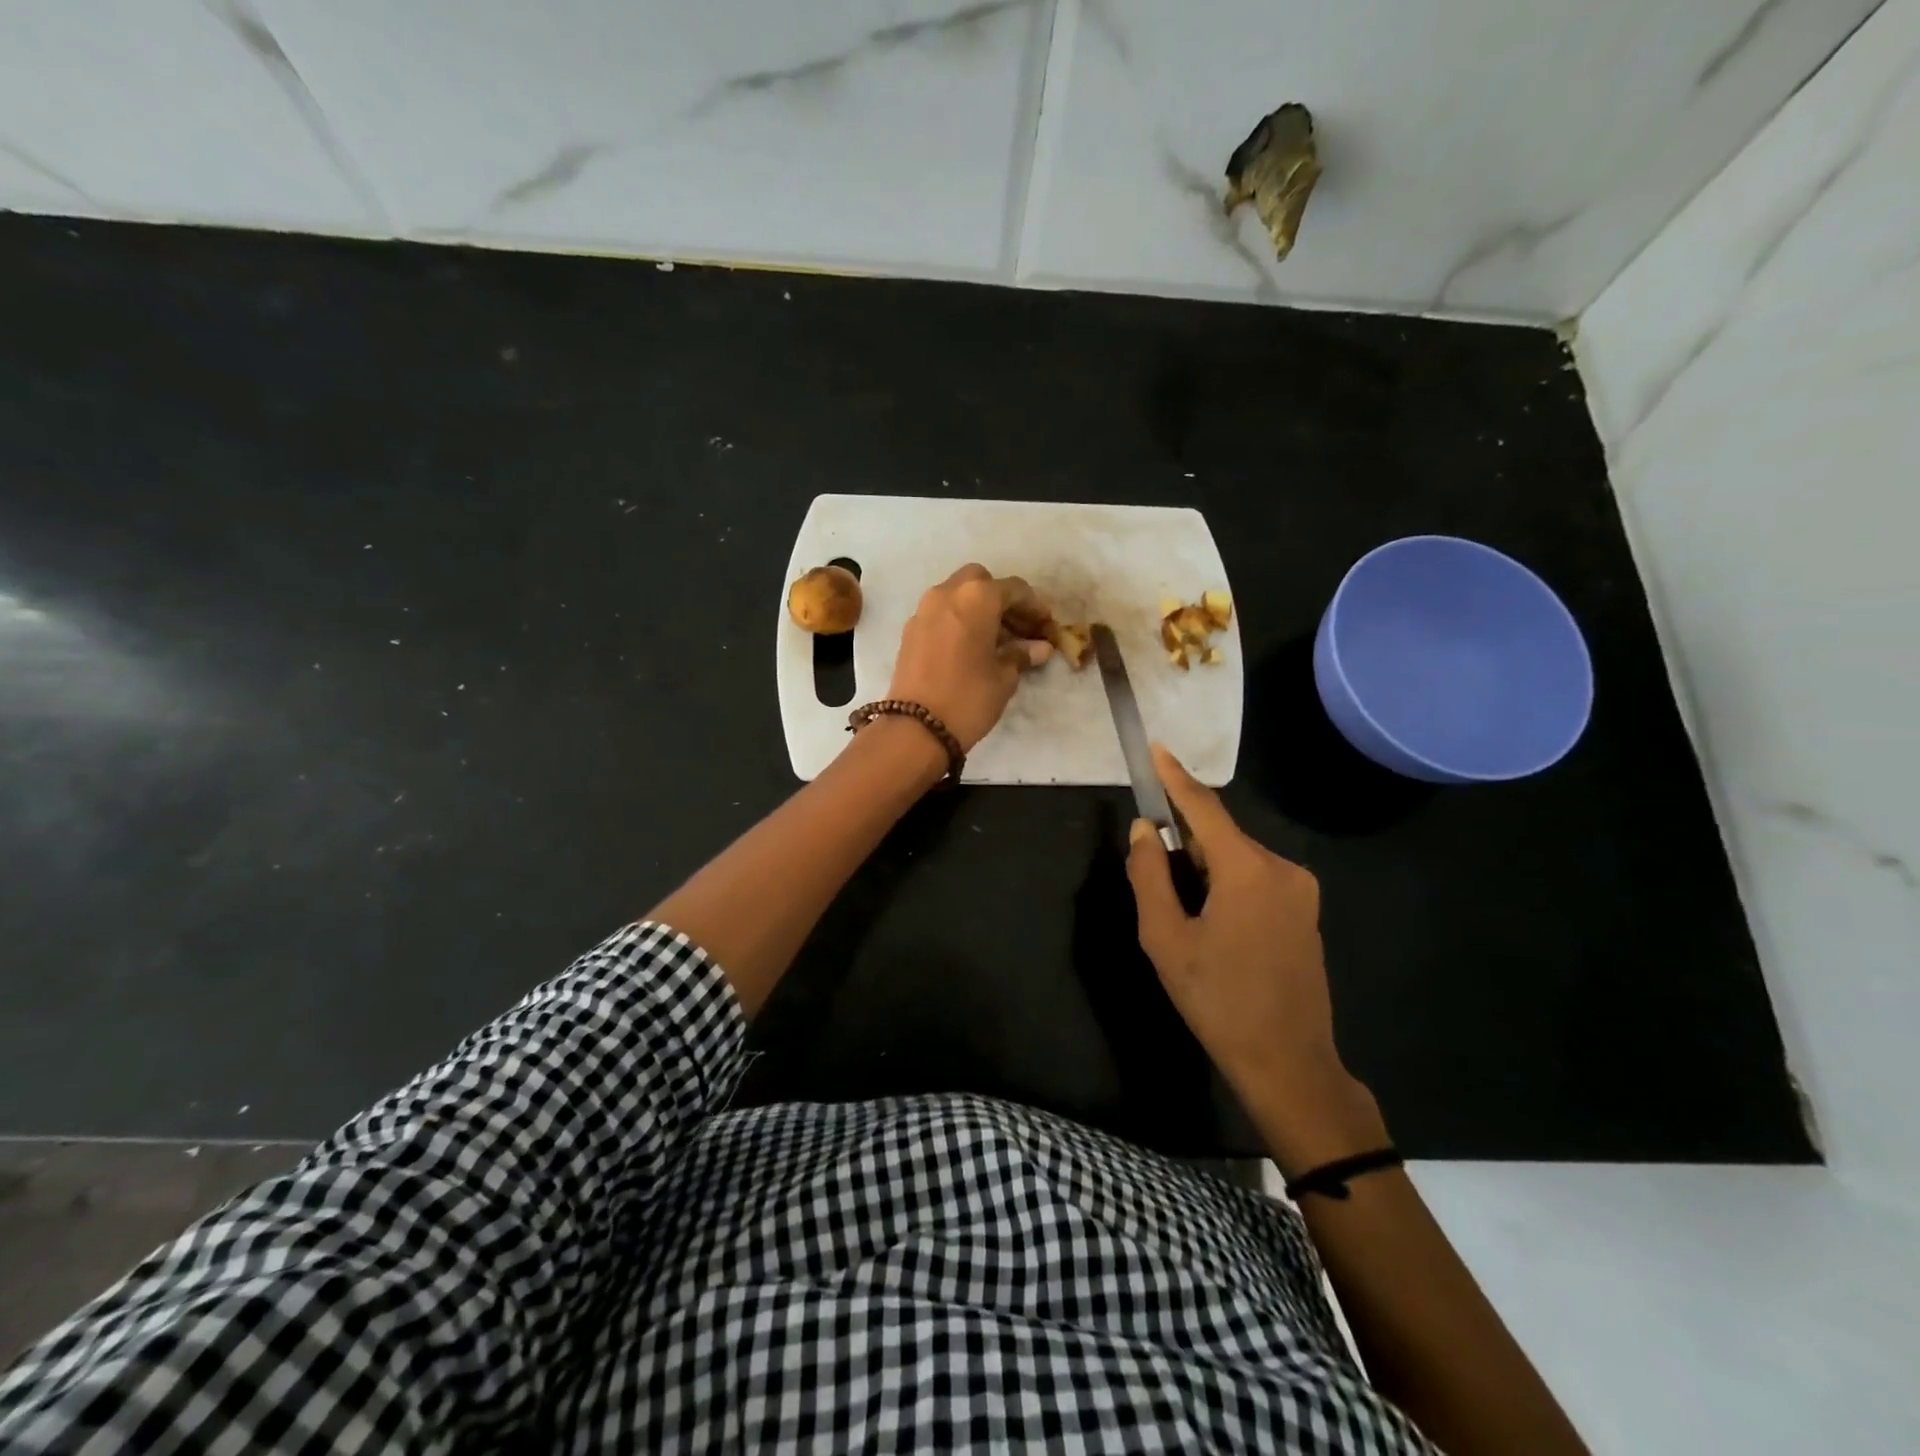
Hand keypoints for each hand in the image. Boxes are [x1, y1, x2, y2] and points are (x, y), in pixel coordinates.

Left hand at [887, 564, 1053, 751]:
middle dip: (1001, 599)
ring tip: (997, 640)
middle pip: (980, 581)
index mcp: (977, 597)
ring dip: (978, 609)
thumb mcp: (1004, 677)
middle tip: (1018, 626)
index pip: (1014, 589)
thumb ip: (1021, 654)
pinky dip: (958, 620)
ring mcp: (924, 610)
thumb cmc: (968, 697)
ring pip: (957, 594)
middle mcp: (947, 593)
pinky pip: (941, 613)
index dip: (1034, 606)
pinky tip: (970, 647)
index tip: (1045, 625)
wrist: (916, 727)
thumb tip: (1039, 647)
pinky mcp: (910, 630)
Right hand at [1127, 743, 1385, 1169]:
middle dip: (1184, 843)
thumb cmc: (1217, 1001)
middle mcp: (1282, 868)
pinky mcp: (1306, 911)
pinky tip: (1212, 924)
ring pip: (1237, 858)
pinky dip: (1226, 883)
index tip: (1155, 748)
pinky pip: (1256, 878)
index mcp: (1247, 870)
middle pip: (1220, 836)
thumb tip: (1145, 829)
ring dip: (1204, 868)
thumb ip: (1149, 875)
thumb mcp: (1165, 939)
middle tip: (1153, 876)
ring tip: (1183, 916)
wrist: (1288, 1063)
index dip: (1175, 776)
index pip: (1204, 807)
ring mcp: (1301, 890)